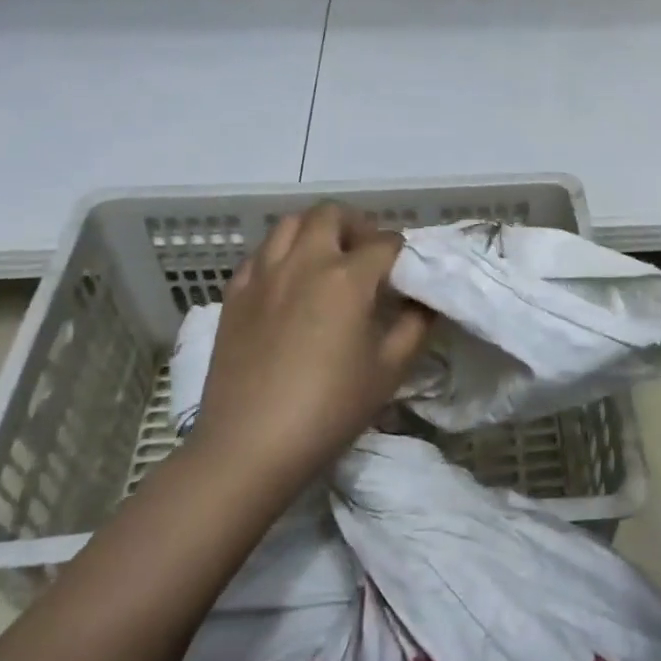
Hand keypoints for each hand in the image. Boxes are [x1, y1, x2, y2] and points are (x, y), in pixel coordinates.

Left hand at [190, 204, 431, 501]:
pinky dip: (280, 254)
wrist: (249, 446)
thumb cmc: (329, 409)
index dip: (401, 251)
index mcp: (347, 277)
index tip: (405, 271)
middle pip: (331, 214)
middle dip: (356, 224)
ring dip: (315, 230)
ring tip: (326, 259)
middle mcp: (304, 261)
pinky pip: (260, 254)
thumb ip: (415, 326)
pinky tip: (288, 282)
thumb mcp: (388, 371)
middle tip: (366, 254)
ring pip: (289, 224)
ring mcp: (264, 274)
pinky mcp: (235, 294)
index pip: (384, 242)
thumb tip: (425, 301)